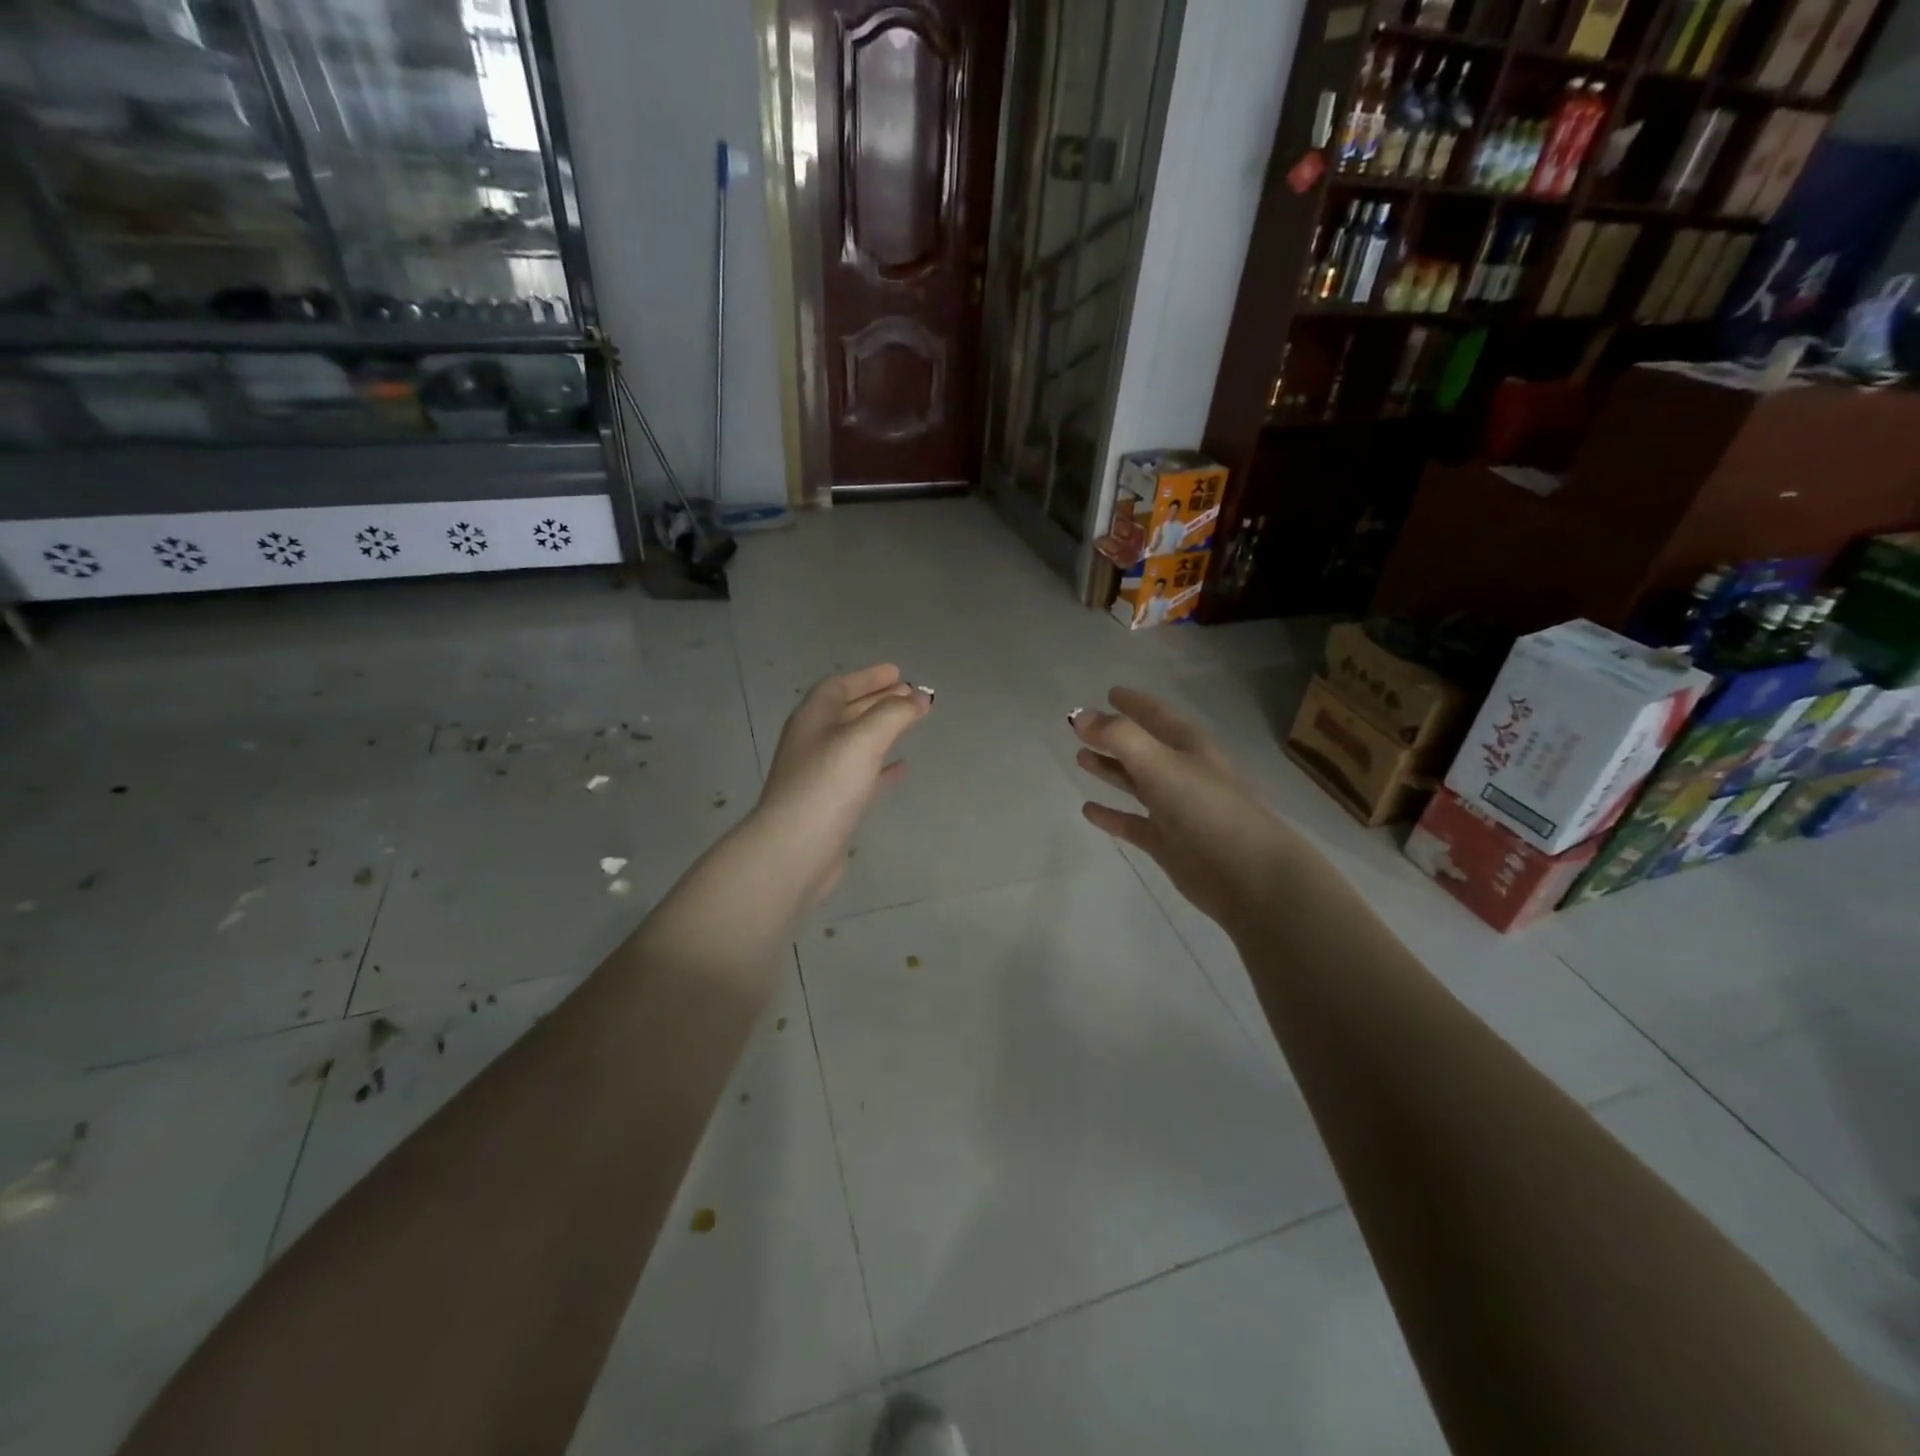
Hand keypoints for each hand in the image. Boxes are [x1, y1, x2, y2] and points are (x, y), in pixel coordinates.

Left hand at [751, 664, 931, 903]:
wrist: (795, 850)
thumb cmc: (826, 785)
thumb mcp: (863, 739)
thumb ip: (894, 714)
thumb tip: (920, 698)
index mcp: (813, 719)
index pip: (839, 687)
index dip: (868, 677)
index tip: (898, 673)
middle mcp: (813, 742)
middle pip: (848, 712)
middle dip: (879, 701)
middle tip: (911, 696)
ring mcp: (821, 775)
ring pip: (856, 743)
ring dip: (882, 731)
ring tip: (911, 724)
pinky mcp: (833, 805)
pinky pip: (862, 776)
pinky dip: (881, 767)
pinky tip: (901, 768)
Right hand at [1070, 688, 1296, 933]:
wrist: (1248, 875)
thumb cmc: (1207, 809)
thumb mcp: (1161, 764)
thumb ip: (1119, 737)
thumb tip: (1080, 716)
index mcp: (1189, 747)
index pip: (1157, 715)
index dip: (1134, 703)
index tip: (1109, 692)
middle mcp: (1182, 773)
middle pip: (1142, 748)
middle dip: (1114, 736)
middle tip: (1080, 729)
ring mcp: (1175, 810)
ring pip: (1136, 783)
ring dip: (1110, 770)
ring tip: (1080, 759)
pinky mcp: (1167, 843)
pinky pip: (1132, 823)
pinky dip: (1111, 815)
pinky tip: (1088, 810)